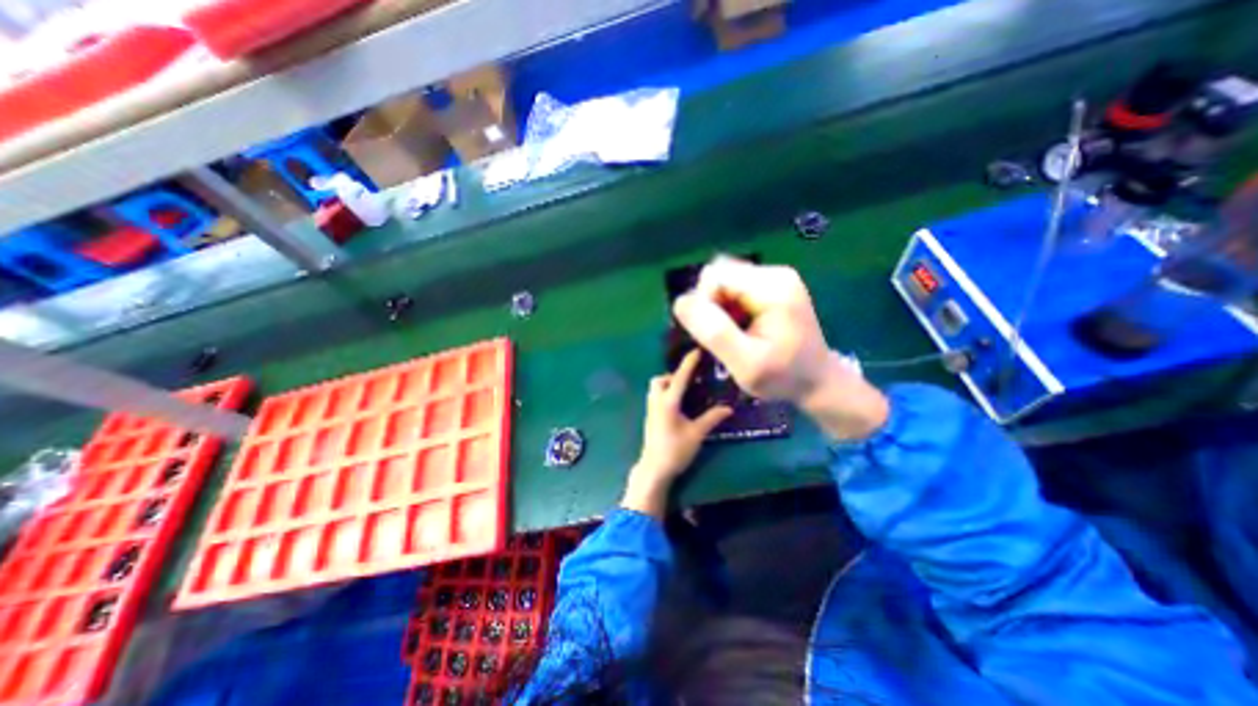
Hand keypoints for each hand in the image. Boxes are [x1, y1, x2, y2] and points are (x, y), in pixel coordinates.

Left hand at [621, 346, 732, 517]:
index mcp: (668, 402)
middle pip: (659, 379)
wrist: (654, 468)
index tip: (697, 351)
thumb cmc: (676, 450)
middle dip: (672, 376)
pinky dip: (664, 393)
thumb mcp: (697, 434)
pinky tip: (678, 405)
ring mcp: (650, 409)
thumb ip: (711, 418)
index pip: (680, 377)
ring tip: (684, 393)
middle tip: (689, 382)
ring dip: (667, 384)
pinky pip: (655, 397)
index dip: (689, 363)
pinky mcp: (649, 417)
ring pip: (655, 388)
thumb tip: (728, 408)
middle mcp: (656, 401)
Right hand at [674, 256, 886, 438]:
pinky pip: (734, 289)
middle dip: (709, 305)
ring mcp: (775, 279)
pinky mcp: (772, 288)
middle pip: (719, 275)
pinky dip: (726, 308)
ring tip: (729, 335)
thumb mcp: (746, 363)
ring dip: (716, 308)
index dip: (702, 303)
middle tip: (719, 337)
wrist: (817, 382)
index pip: (715, 277)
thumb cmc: (783, 377)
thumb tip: (680, 302)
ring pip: (723, 282)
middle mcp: (775, 274)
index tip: (709, 335)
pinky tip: (737, 329)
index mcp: (772, 287)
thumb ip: (714, 332)